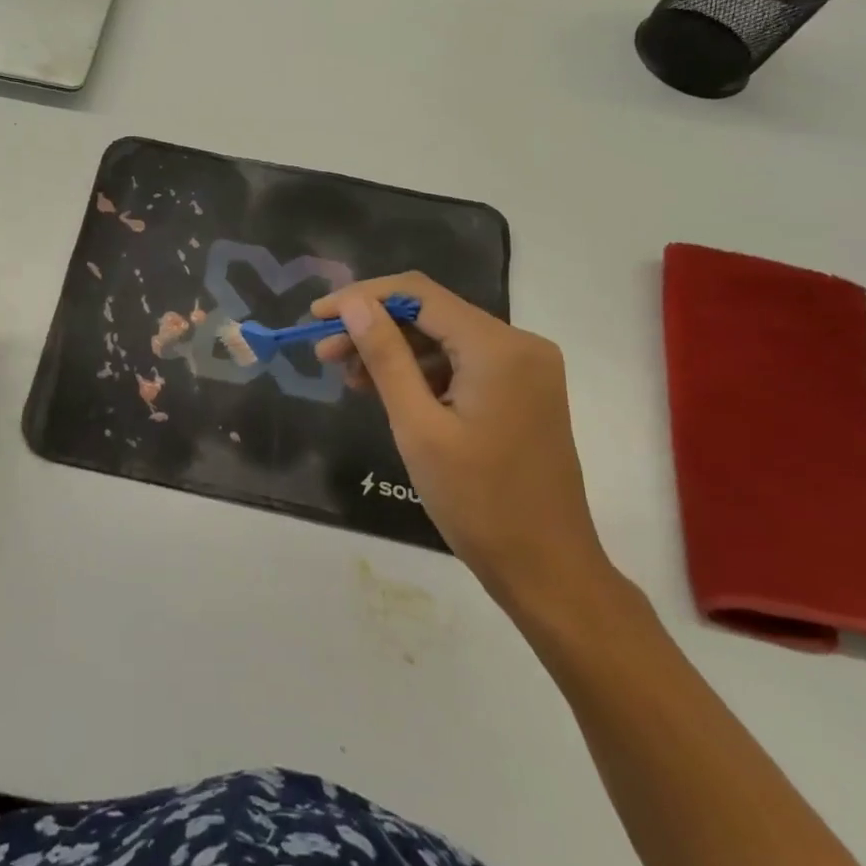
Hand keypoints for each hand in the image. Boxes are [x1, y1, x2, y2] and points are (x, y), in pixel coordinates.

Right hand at [314, 274, 617, 621]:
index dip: (362, 298)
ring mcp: (526, 368)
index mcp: (498, 347)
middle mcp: (519, 344)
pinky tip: (388, 392)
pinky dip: (423, 372)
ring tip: (349, 378)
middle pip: (432, 314)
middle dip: (374, 328)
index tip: (317, 318)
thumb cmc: (478, 502)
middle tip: (325, 354)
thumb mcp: (418, 427)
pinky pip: (464, 363)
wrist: (548, 570)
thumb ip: (385, 356)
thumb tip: (353, 304)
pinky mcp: (523, 391)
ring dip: (395, 351)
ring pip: (445, 339)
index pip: (418, 294)